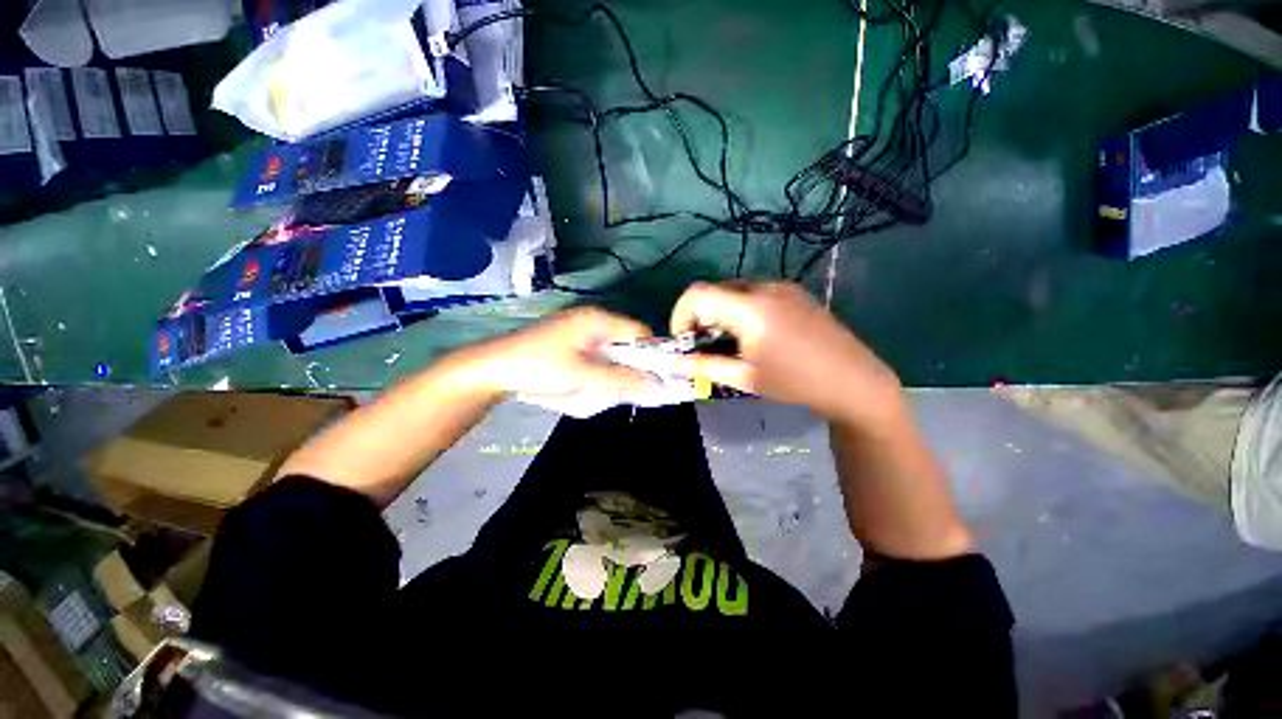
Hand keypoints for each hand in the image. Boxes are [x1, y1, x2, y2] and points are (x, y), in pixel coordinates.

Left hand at [454, 306, 655, 398]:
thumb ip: (621, 381)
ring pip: (612, 350)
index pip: (639, 332)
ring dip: (614, 370)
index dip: (650, 355)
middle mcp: (592, 320)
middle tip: (627, 390)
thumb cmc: (539, 368)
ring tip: (605, 389)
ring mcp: (579, 330)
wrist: (491, 368)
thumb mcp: (583, 377)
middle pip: (626, 341)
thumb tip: (656, 386)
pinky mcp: (569, 341)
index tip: (652, 380)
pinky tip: (591, 384)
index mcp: (598, 320)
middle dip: (631, 366)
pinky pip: (597, 354)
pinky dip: (600, 370)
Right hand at [669, 281, 902, 425]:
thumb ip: (703, 366)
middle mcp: (764, 287)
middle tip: (705, 345)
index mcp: (750, 308)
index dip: (680, 315)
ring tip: (729, 342)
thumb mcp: (744, 377)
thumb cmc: (795, 383)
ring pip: (732, 290)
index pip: (697, 294)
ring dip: (719, 312)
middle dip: (700, 316)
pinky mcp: (793, 291)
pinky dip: (739, 309)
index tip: (685, 341)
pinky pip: (753, 292)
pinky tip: (752, 334)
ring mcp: (782, 286)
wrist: (853, 380)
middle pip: (713, 290)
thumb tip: (672, 363)